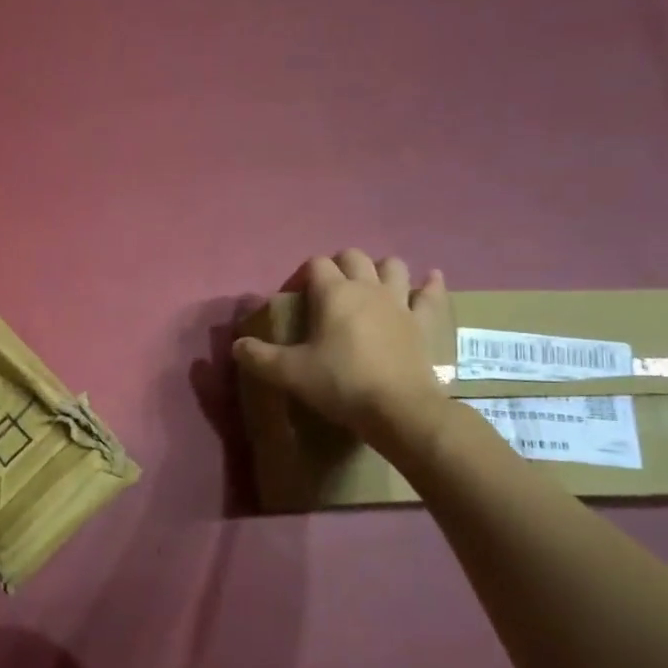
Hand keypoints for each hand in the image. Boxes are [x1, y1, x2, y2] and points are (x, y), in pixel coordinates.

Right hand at [233, 250, 451, 452]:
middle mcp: (368, 288)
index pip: (316, 264)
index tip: (296, 298)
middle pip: (354, 257)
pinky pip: (431, 295)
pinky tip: (430, 280)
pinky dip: (430, 285)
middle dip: (339, 265)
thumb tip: (236, 345)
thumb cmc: (340, 384)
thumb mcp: (289, 373)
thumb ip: (258, 357)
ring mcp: (400, 303)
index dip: (303, 276)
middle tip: (327, 290)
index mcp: (334, 293)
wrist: (399, 409)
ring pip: (393, 267)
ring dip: (380, 269)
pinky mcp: (424, 322)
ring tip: (370, 284)